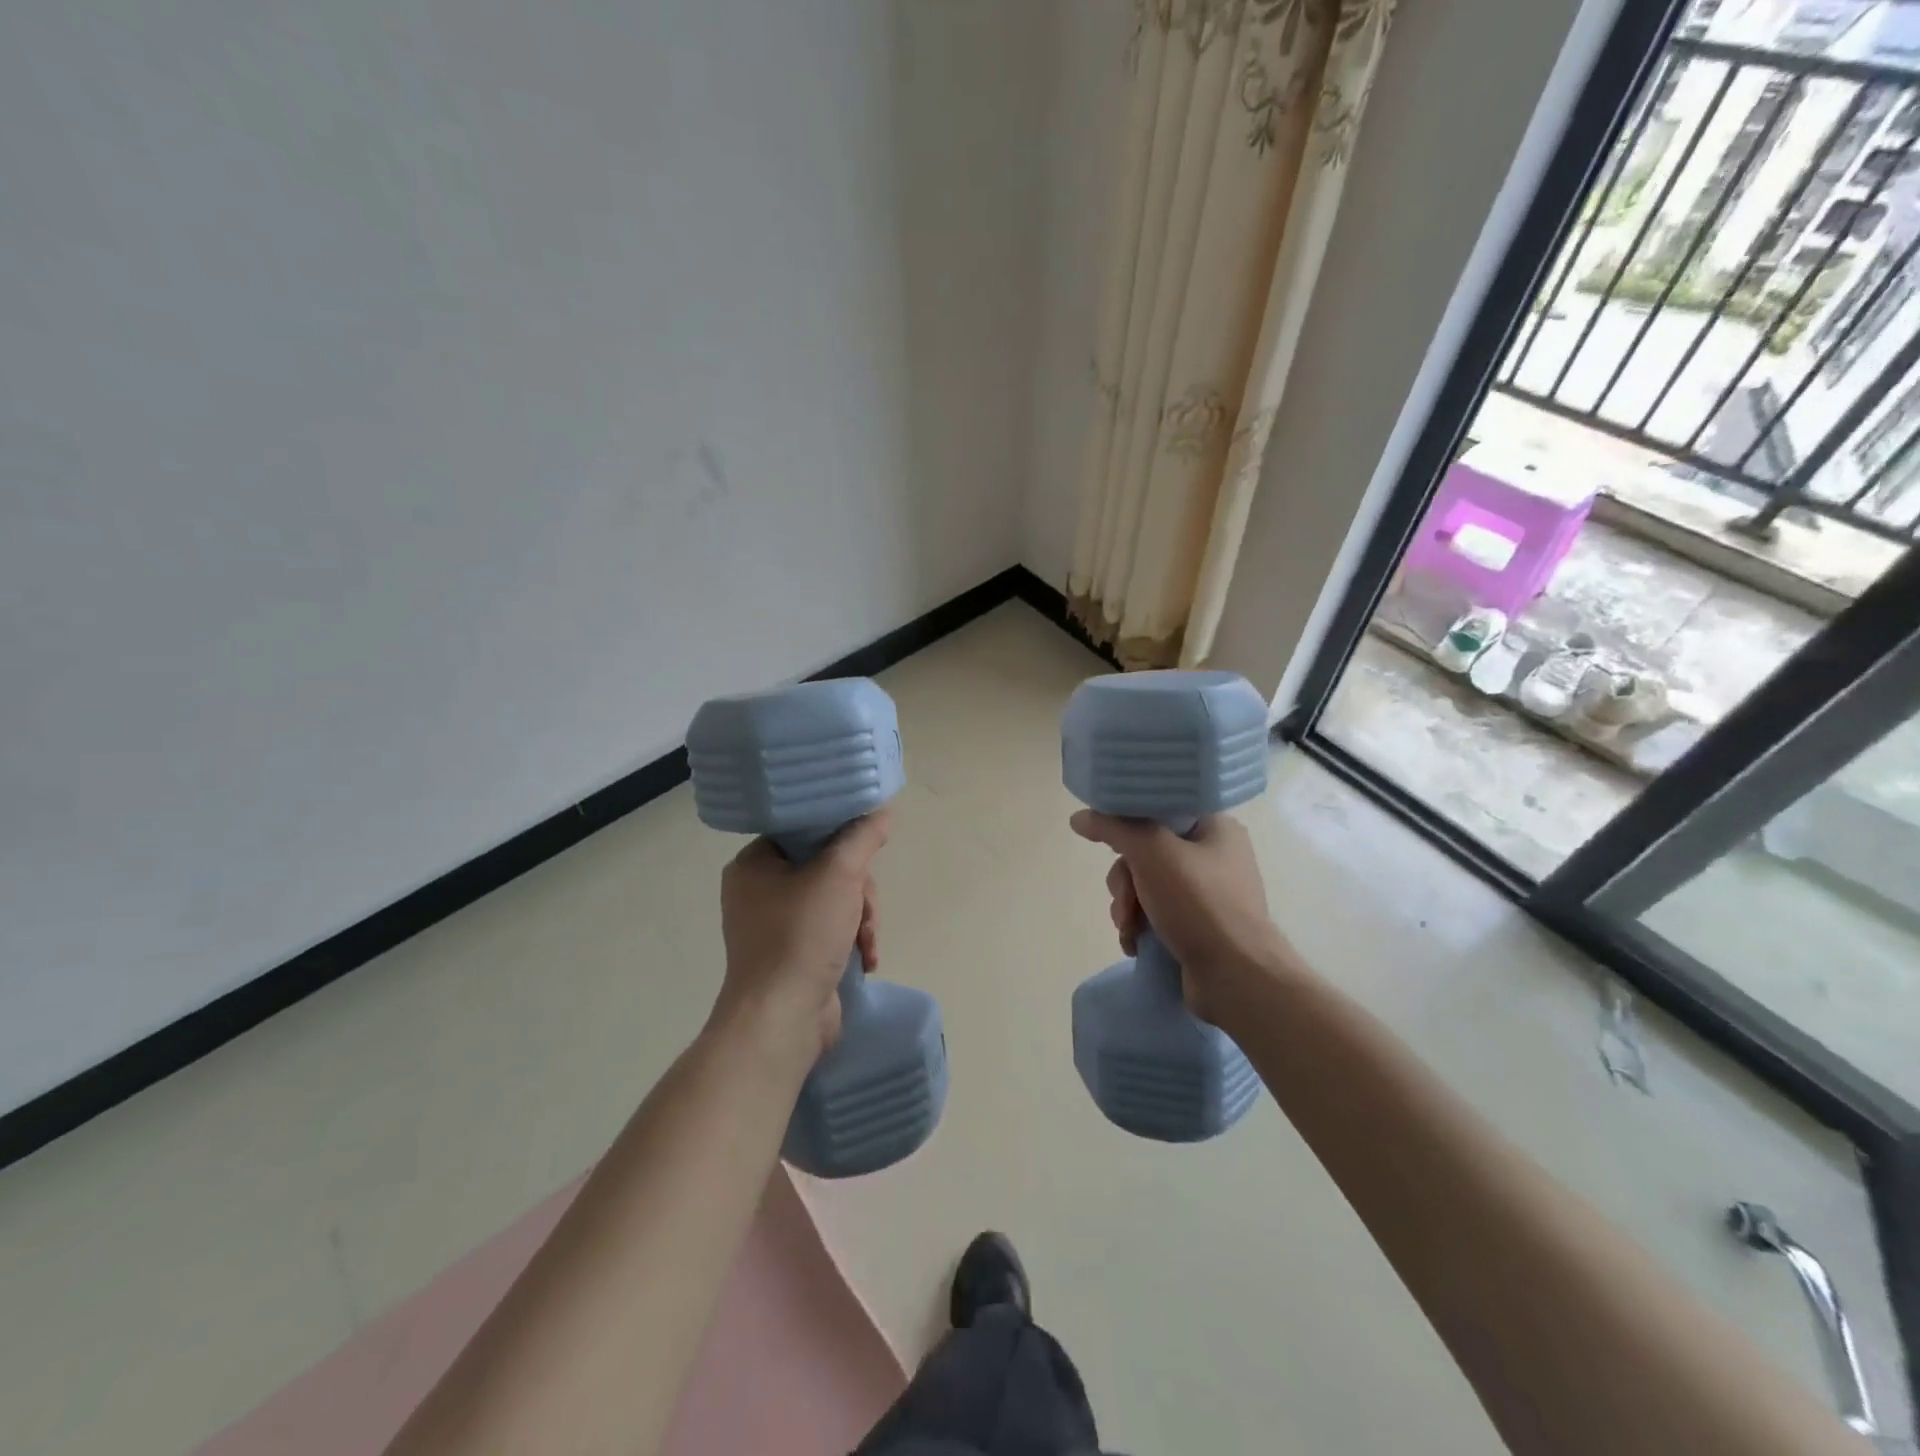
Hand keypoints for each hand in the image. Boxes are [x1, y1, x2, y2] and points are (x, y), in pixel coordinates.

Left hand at [713, 809, 889, 1060]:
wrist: (781, 1020)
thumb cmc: (801, 936)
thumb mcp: (839, 874)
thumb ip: (863, 838)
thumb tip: (882, 812)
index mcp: (753, 865)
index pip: (802, 832)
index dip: (839, 838)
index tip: (864, 854)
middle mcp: (758, 892)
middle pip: (824, 868)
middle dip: (857, 890)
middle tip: (866, 909)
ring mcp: (773, 927)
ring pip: (833, 901)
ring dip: (859, 918)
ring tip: (867, 941)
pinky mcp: (791, 956)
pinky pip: (829, 931)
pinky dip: (851, 941)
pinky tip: (866, 960)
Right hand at [1070, 810, 1292, 1024]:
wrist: (1236, 978)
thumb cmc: (1199, 904)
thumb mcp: (1151, 853)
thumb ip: (1114, 828)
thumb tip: (1079, 817)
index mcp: (1215, 827)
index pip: (1160, 809)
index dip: (1129, 823)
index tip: (1112, 844)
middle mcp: (1214, 856)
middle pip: (1146, 851)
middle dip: (1125, 880)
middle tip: (1127, 900)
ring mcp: (1207, 894)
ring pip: (1145, 885)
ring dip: (1128, 906)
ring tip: (1130, 928)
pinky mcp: (1198, 925)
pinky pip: (1156, 913)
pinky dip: (1140, 926)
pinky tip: (1135, 942)